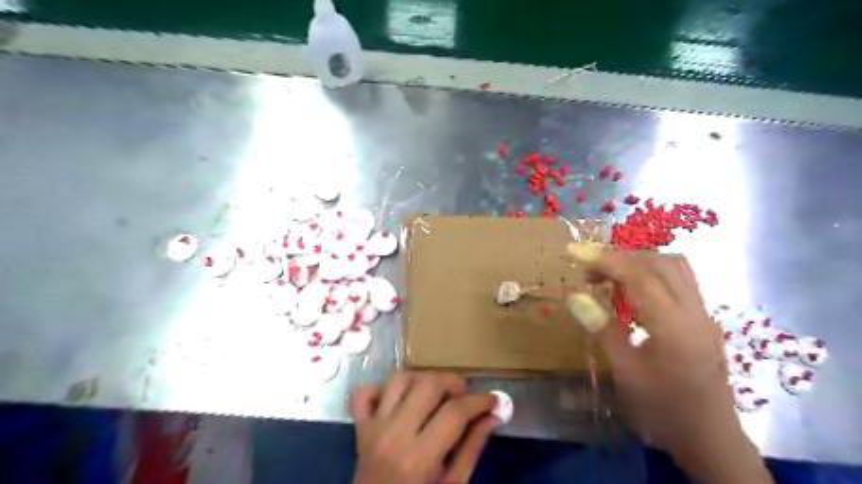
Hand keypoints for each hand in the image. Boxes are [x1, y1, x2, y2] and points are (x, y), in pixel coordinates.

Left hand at [350, 373, 497, 481]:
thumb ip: (472, 448)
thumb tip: (493, 415)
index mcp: (419, 458)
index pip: (455, 412)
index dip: (480, 401)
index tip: (493, 400)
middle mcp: (394, 434)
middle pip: (428, 384)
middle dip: (454, 383)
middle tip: (466, 396)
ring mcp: (373, 427)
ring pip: (399, 378)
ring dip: (423, 379)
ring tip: (437, 394)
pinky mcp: (360, 426)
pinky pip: (364, 392)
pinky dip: (382, 388)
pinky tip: (399, 400)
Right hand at [571, 244, 770, 481]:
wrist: (710, 440)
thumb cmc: (663, 410)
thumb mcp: (626, 373)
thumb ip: (602, 329)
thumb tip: (574, 294)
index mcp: (674, 324)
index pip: (638, 274)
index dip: (604, 258)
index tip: (574, 250)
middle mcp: (694, 310)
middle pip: (658, 262)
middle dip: (619, 257)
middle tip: (587, 270)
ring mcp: (703, 313)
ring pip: (673, 267)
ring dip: (637, 262)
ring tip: (607, 277)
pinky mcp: (702, 320)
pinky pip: (678, 281)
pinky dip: (650, 274)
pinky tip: (632, 292)